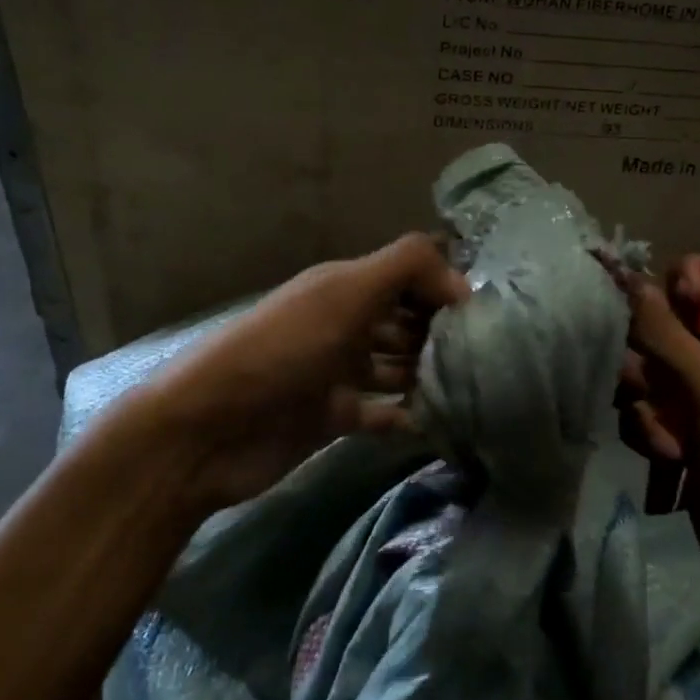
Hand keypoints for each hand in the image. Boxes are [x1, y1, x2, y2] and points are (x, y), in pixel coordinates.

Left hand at [97, 233, 469, 518]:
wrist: (209, 430)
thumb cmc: (283, 352)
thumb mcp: (344, 294)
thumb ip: (406, 269)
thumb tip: (464, 282)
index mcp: (346, 288)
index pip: (409, 276)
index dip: (445, 288)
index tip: (489, 314)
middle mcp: (345, 325)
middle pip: (407, 322)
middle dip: (444, 333)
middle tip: (491, 355)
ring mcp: (338, 373)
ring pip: (398, 367)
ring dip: (429, 375)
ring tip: (476, 389)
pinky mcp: (333, 418)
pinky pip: (382, 413)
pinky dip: (407, 416)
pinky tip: (439, 423)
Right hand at [618, 257, 699, 622]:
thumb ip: (668, 334)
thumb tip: (629, 277)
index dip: (679, 291)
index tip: (655, 314)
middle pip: (669, 330)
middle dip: (651, 357)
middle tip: (654, 383)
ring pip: (650, 376)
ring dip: (648, 403)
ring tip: (666, 437)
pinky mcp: (686, 443)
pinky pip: (647, 416)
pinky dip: (649, 434)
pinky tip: (665, 459)